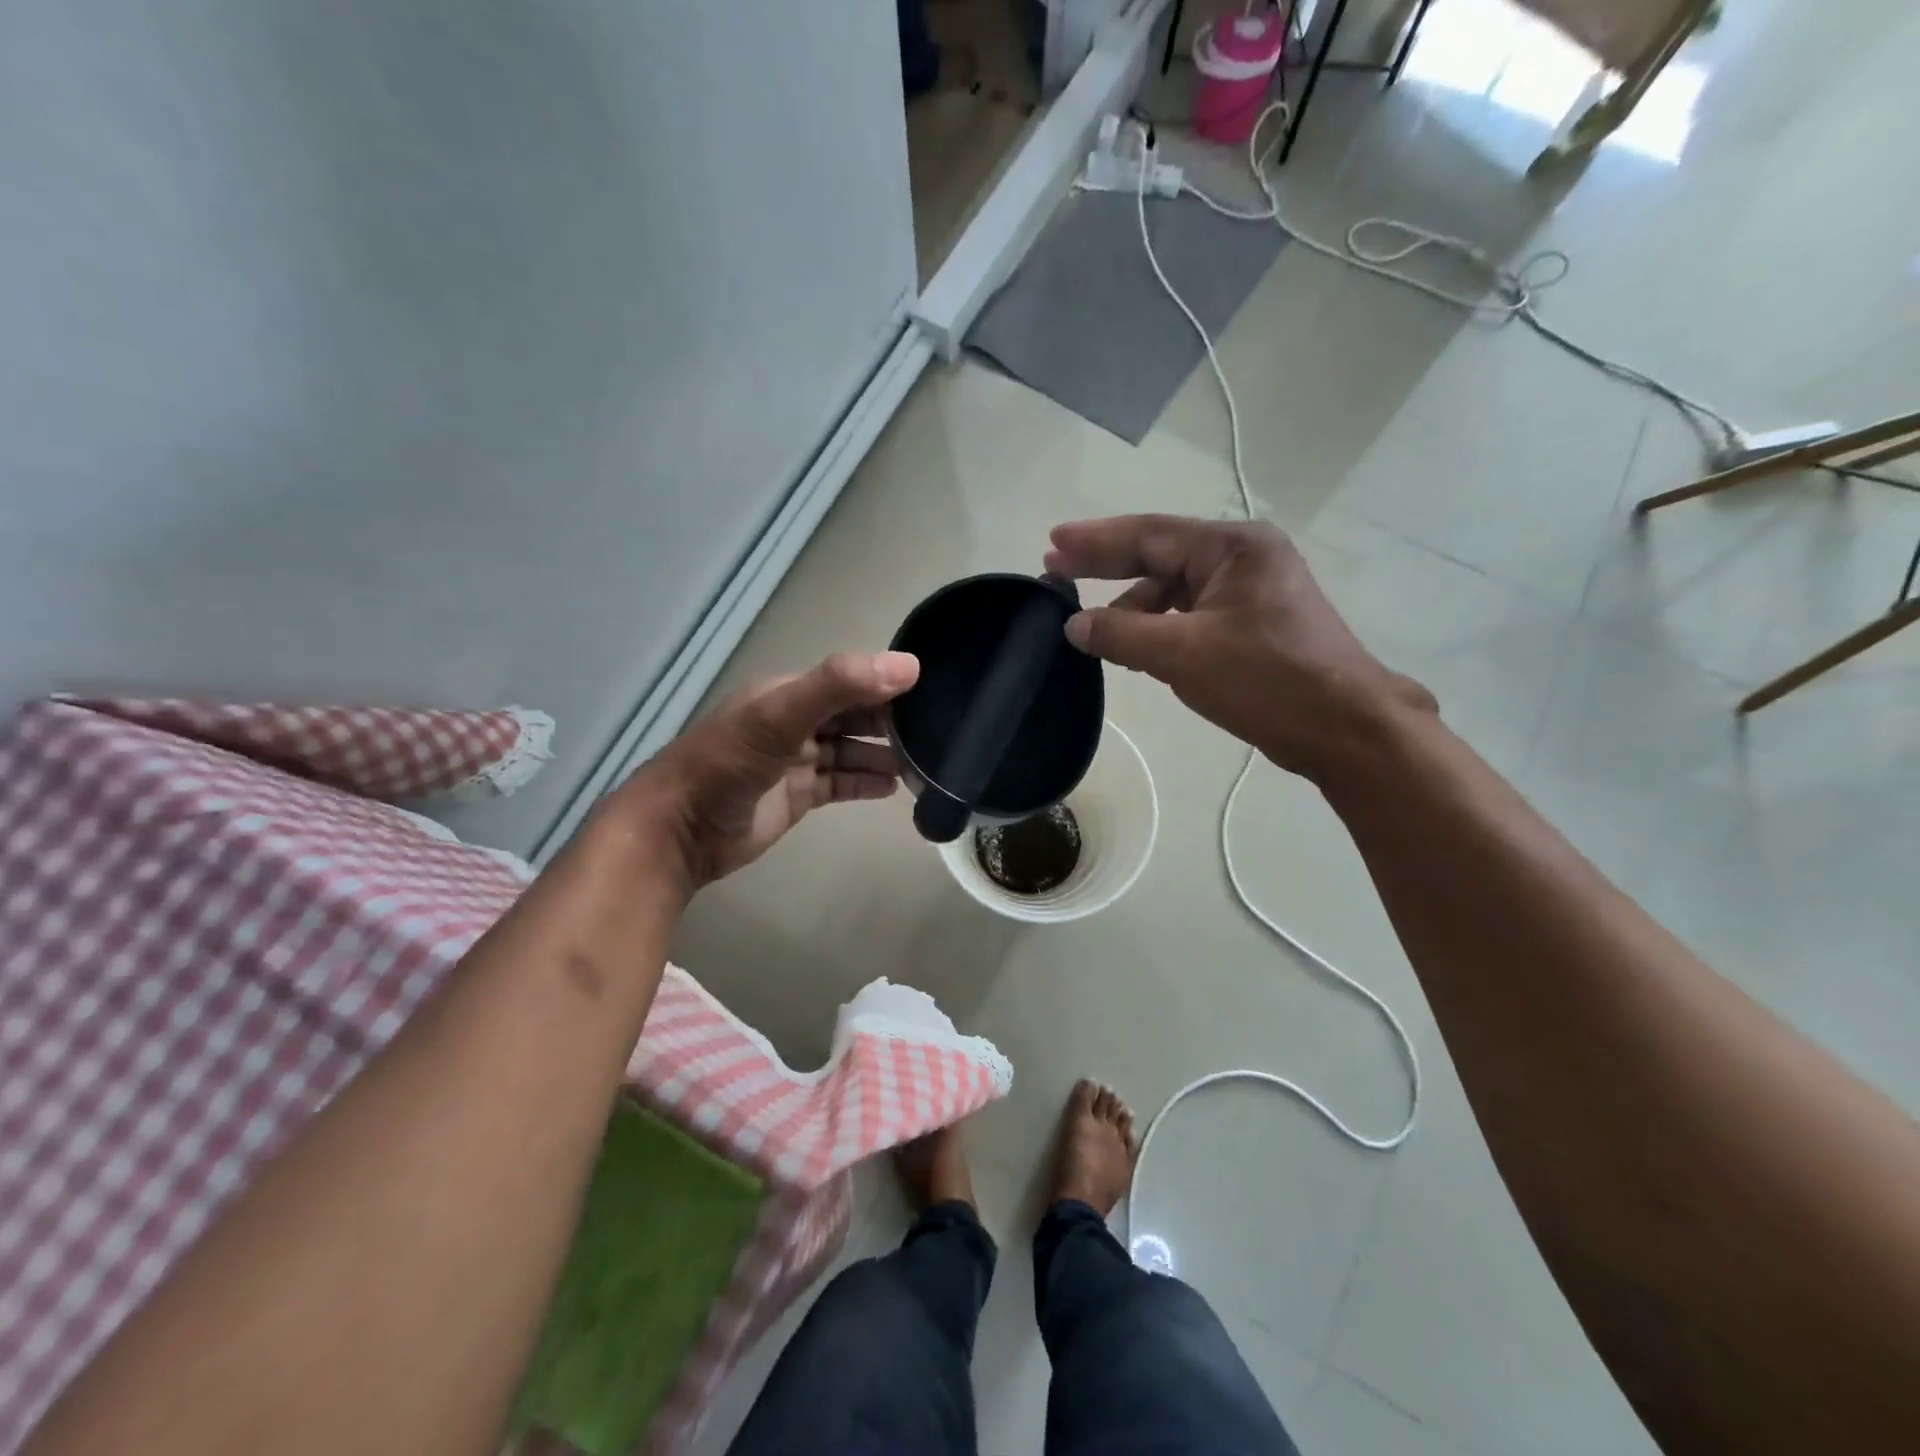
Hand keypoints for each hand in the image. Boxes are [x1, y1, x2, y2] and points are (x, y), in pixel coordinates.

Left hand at [614, 650, 919, 894]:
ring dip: (883, 755)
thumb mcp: (781, 715)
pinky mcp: (797, 796)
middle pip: (853, 715)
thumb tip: (908, 666)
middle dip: (891, 722)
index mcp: (789, 692)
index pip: (850, 680)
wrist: (680, 830)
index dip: (887, 685)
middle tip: (938, 734)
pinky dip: (865, 782)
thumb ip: (840, 685)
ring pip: (850, 751)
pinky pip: (840, 782)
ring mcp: (795, 760)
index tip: (933, 695)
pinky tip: (894, 789)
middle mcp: (795, 721)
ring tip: (924, 765)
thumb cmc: (727, 764)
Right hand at [1044, 515, 1435, 780]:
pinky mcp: (1252, 623)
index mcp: (1232, 548)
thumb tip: (1074, 625)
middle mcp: (1242, 558)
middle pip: (1159, 556)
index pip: (1148, 534)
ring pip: (1174, 590)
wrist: (1345, 729)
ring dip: (1133, 607)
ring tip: (1092, 628)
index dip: (1094, 541)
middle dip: (1107, 565)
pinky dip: (1158, 628)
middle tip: (1056, 568)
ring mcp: (1249, 591)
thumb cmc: (1267, 680)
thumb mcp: (1183, 655)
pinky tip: (1133, 648)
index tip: (1052, 542)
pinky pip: (1190, 615)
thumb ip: (1121, 634)